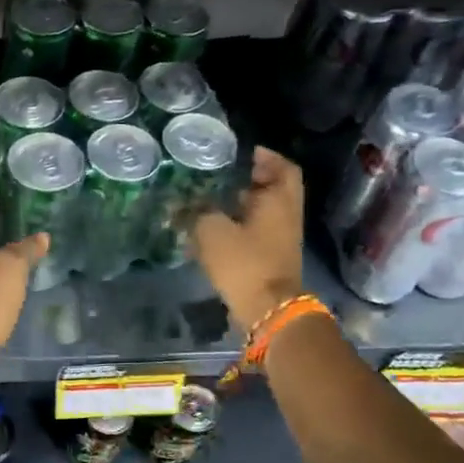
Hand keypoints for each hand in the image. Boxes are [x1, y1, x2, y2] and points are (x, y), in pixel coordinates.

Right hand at [190, 146, 304, 330]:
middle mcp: (285, 216)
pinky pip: (255, 233)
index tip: (246, 152)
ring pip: (263, 212)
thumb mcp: (212, 231)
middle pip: (273, 189)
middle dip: (249, 180)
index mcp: (279, 201)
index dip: (267, 157)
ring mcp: (280, 239)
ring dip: (241, 204)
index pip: (283, 168)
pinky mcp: (269, 259)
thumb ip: (195, 213)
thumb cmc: (245, 262)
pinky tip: (210, 230)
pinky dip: (238, 226)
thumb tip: (178, 204)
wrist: (267, 310)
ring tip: (209, 200)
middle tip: (221, 174)